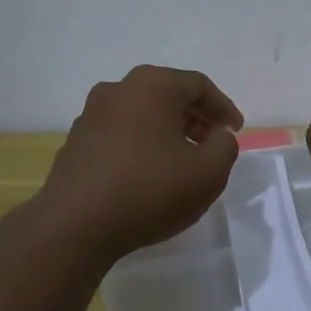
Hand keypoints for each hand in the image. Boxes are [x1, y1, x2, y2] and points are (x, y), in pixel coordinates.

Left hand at [33, 66, 243, 265]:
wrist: (75, 225)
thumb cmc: (149, 190)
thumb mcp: (208, 172)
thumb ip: (225, 146)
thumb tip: (218, 135)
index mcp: (152, 85)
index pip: (198, 86)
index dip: (223, 108)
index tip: (235, 132)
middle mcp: (118, 89)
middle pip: (167, 96)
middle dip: (195, 118)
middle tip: (212, 144)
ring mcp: (91, 115)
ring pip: (141, 115)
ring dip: (167, 132)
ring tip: (183, 162)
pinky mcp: (76, 143)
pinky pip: (119, 135)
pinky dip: (141, 146)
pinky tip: (149, 176)